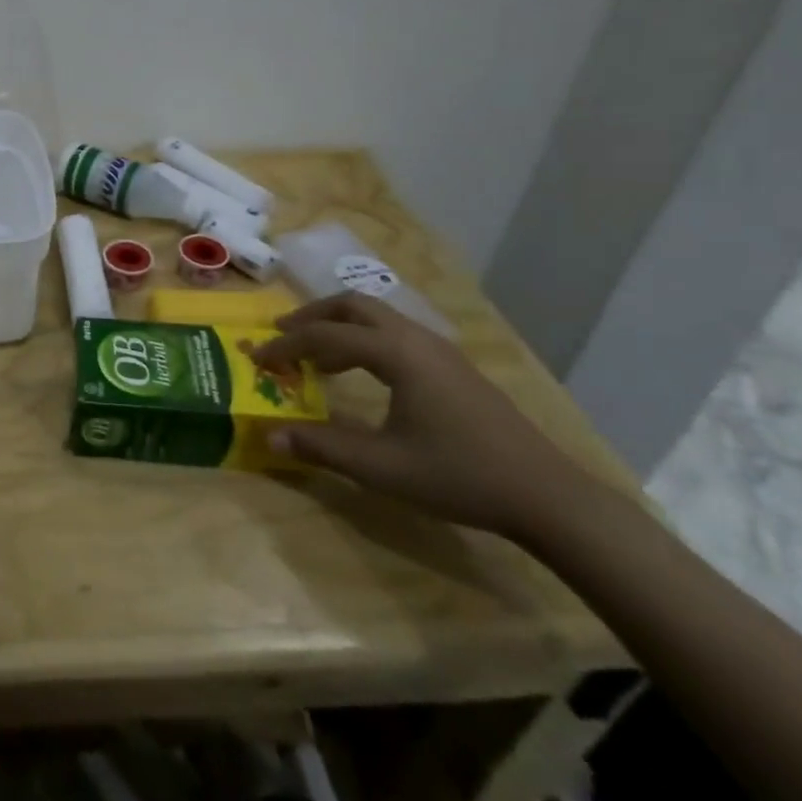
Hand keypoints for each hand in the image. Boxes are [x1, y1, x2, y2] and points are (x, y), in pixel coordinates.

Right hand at [249, 293, 595, 541]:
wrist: (546, 495)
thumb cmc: (459, 476)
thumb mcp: (382, 468)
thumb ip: (323, 447)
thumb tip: (268, 434)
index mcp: (396, 353)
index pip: (324, 335)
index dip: (284, 346)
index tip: (255, 358)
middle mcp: (415, 338)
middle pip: (352, 305)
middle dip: (311, 316)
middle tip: (282, 336)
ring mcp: (439, 349)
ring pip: (377, 316)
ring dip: (338, 326)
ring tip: (315, 357)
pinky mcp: (453, 365)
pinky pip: (396, 333)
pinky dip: (364, 339)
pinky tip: (363, 373)